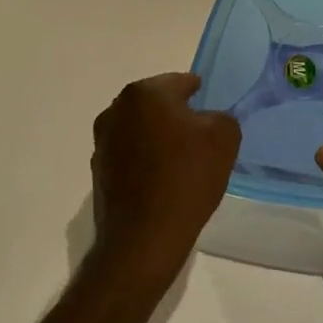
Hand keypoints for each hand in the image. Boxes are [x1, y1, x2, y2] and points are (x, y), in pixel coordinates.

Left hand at [90, 73, 240, 293]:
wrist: (143, 239)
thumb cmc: (186, 178)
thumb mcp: (224, 138)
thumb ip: (221, 117)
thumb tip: (208, 121)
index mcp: (144, 93)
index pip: (180, 82)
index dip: (199, 93)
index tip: (211, 108)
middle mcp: (116, 110)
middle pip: (157, 104)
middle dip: (177, 116)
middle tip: (201, 136)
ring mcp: (103, 142)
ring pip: (141, 130)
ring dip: (159, 139)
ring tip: (183, 162)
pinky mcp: (99, 172)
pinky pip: (130, 156)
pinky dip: (146, 161)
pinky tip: (164, 181)